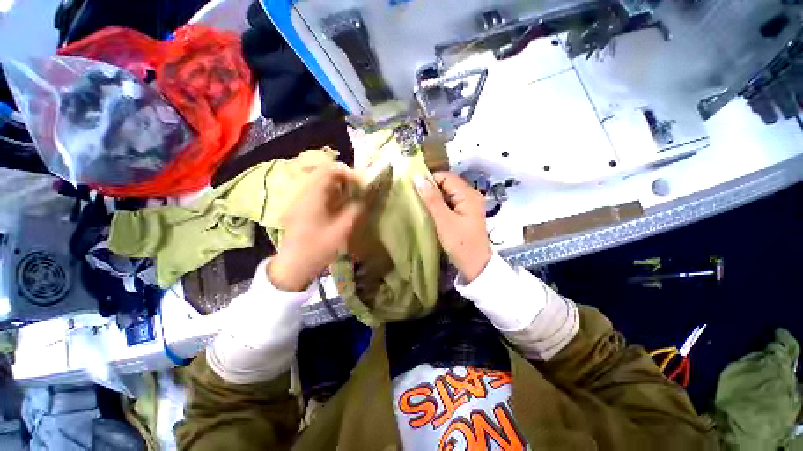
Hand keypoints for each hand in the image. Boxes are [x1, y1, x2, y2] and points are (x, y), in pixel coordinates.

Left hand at [268, 164, 363, 291]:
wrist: (293, 266)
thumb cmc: (317, 248)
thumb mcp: (342, 230)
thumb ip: (357, 210)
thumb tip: (369, 196)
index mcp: (312, 196)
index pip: (330, 170)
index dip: (350, 173)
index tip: (363, 183)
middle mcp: (304, 192)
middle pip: (325, 173)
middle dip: (346, 178)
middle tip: (361, 187)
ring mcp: (301, 199)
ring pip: (322, 182)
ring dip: (340, 185)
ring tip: (354, 194)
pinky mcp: (301, 207)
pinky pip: (319, 192)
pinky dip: (333, 192)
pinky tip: (342, 203)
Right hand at [415, 171, 491, 282]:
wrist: (475, 266)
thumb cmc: (460, 243)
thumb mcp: (444, 221)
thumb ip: (432, 199)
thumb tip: (418, 178)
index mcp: (468, 194)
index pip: (445, 177)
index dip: (429, 180)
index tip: (413, 189)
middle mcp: (470, 195)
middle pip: (446, 184)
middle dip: (430, 189)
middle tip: (414, 198)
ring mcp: (468, 204)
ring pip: (447, 194)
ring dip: (433, 198)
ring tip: (419, 205)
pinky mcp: (464, 213)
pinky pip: (449, 203)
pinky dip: (439, 205)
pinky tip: (429, 212)